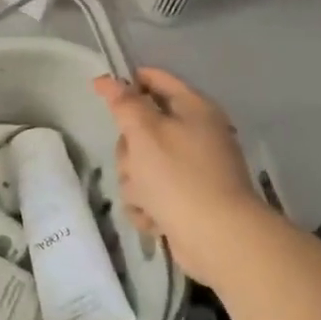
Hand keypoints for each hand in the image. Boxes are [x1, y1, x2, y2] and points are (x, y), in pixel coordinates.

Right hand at [93, 67, 257, 270]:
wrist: (218, 239)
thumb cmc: (179, 177)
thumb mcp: (144, 132)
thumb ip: (123, 103)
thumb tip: (106, 79)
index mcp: (194, 110)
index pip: (156, 80)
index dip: (128, 84)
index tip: (102, 95)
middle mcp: (196, 136)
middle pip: (141, 129)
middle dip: (129, 151)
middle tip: (135, 162)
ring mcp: (192, 170)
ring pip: (141, 166)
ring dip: (136, 184)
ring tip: (148, 199)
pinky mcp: (186, 201)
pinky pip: (151, 194)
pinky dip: (148, 207)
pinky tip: (155, 219)